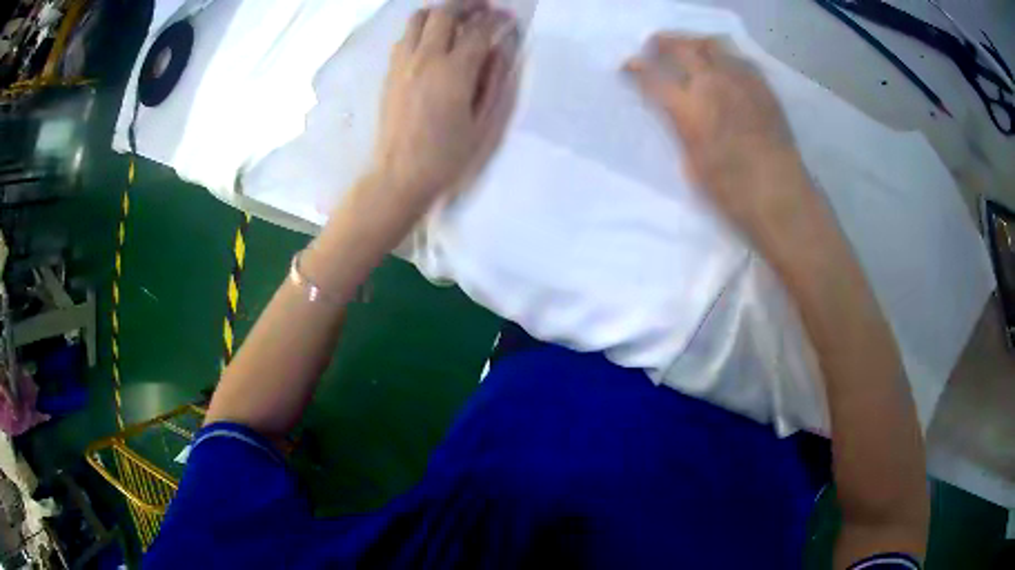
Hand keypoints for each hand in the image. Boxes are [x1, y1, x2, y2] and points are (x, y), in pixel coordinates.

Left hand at [371, 4, 518, 209]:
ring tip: (458, 19)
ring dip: (441, 12)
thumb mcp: (485, 124)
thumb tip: (501, 49)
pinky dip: (422, 28)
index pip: (479, 29)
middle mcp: (425, 58)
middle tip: (485, 8)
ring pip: (419, 18)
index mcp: (454, 72)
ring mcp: (403, 63)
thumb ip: (495, 81)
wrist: (399, 177)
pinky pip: (405, 36)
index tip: (509, 20)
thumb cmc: (448, 158)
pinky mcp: (390, 73)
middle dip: (468, 4)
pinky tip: (433, 41)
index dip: (498, 19)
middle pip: (445, 13)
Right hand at [625, 35, 818, 247]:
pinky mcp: (763, 87)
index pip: (652, 76)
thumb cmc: (731, 191)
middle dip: (662, 43)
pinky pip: (739, 57)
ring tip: (687, 48)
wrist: (780, 196)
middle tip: (653, 47)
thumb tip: (675, 110)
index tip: (627, 66)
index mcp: (689, 109)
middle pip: (682, 47)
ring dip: (693, 41)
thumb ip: (679, 128)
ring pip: (712, 44)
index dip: (635, 68)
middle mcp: (713, 84)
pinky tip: (721, 64)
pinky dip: (723, 54)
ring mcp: (741, 81)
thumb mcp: (691, 162)